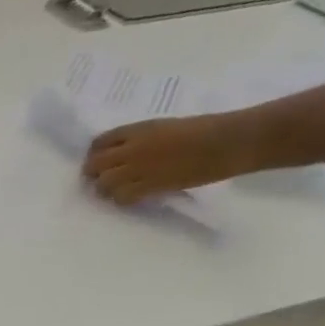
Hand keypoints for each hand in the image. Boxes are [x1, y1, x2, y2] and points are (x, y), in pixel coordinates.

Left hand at [83, 112, 260, 205]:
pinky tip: (132, 197)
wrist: (231, 140)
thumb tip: (122, 152)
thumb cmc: (206, 128)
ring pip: (103, 184)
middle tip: (102, 178)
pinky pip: (122, 197)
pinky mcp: (150, 185)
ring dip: (106, 189)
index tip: (100, 161)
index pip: (99, 142)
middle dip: (93, 173)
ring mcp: (139, 168)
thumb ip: (141, 138)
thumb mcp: (166, 126)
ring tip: (116, 189)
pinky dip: (122, 199)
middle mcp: (132, 148)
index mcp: (138, 129)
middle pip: (94, 165)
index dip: (95, 153)